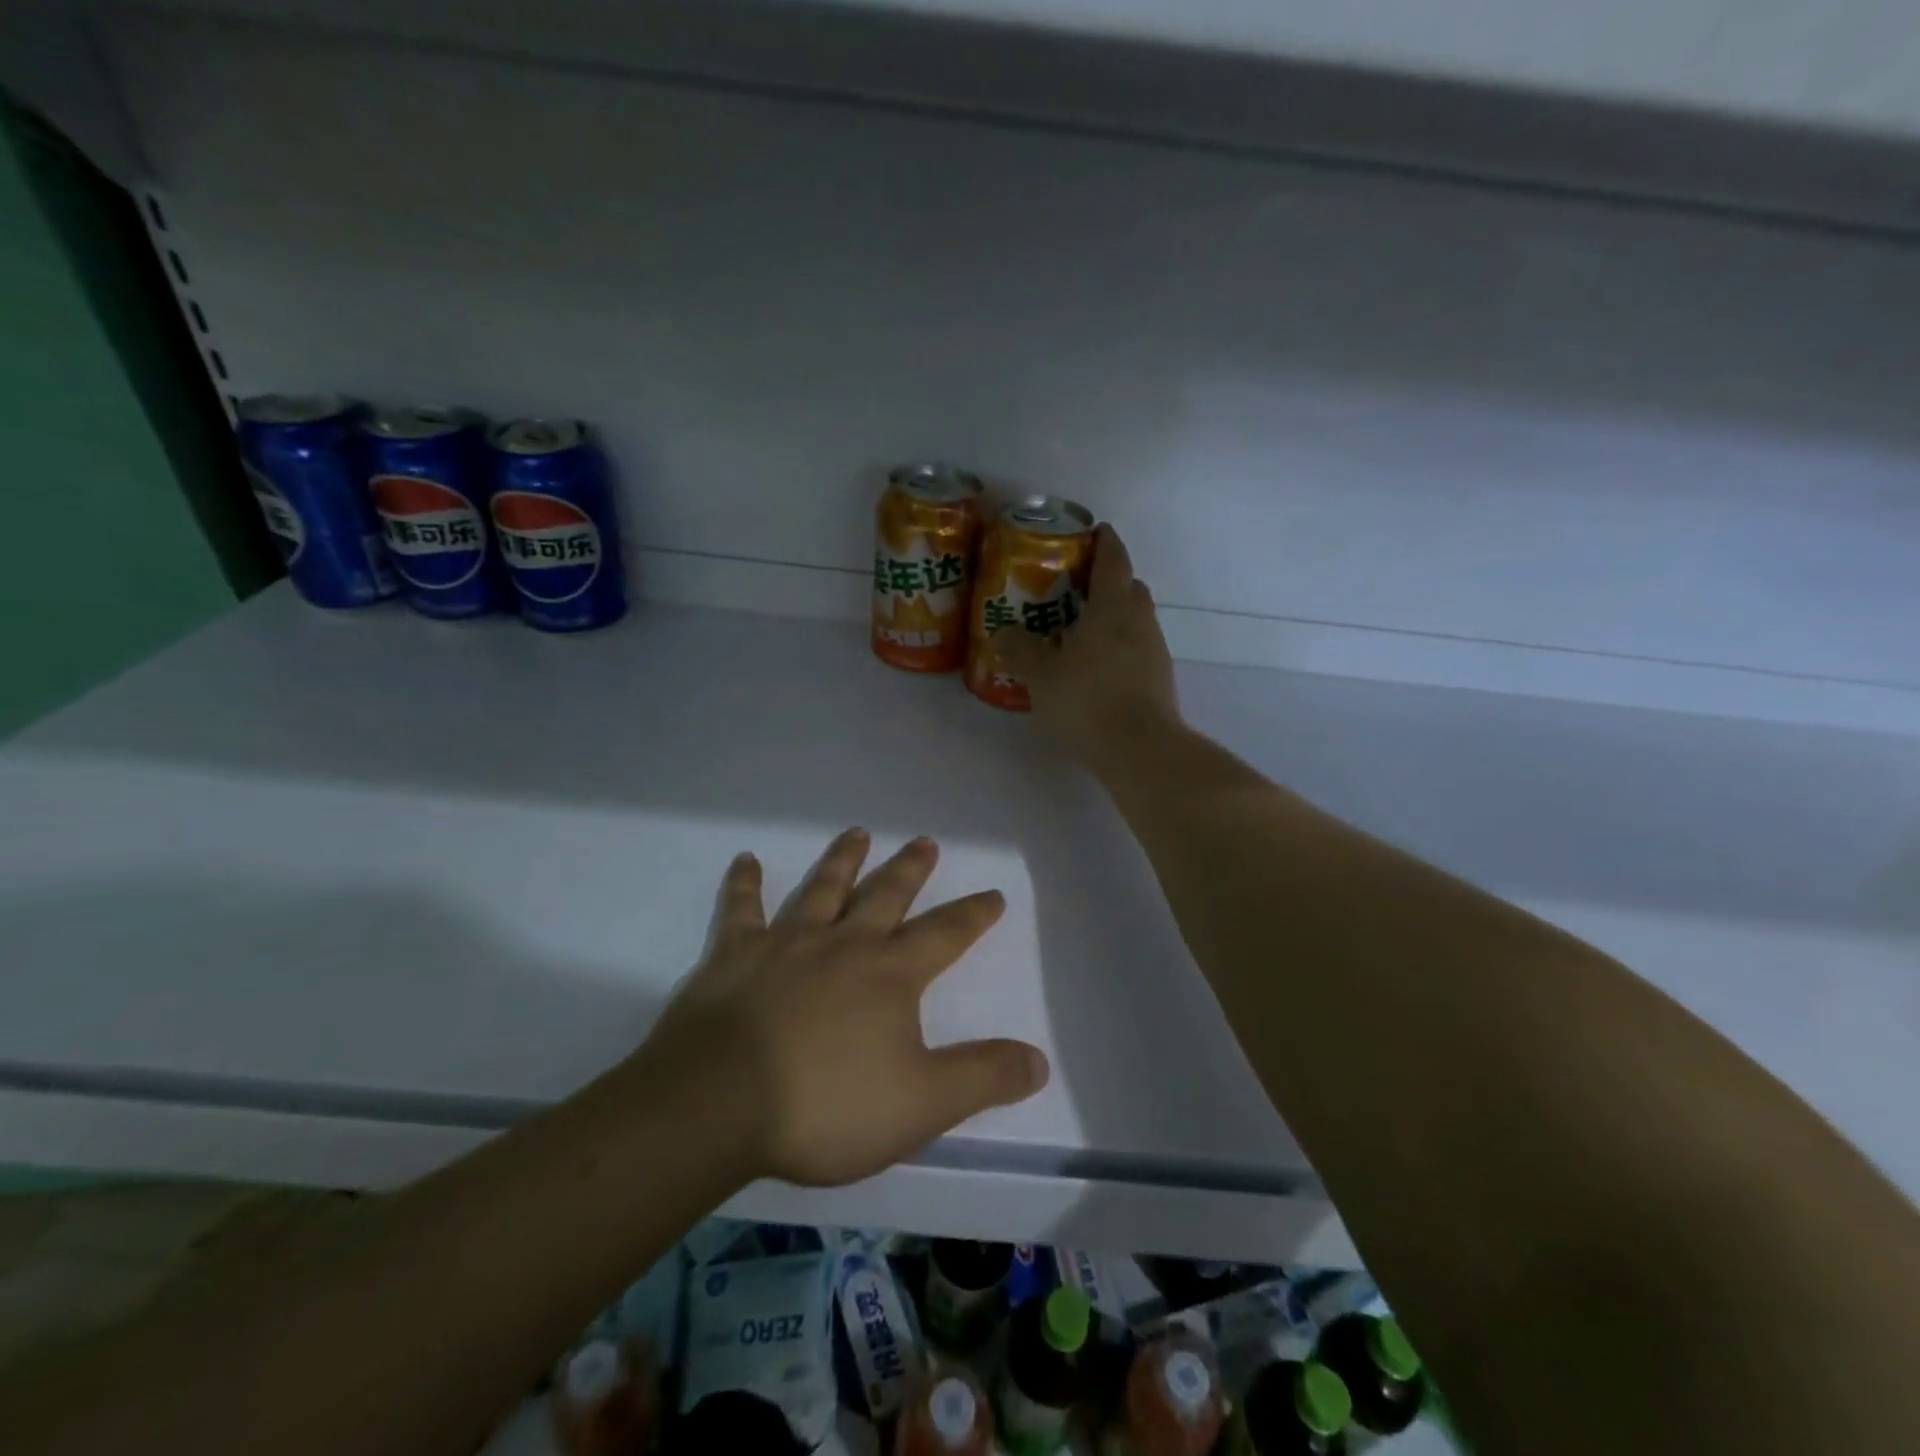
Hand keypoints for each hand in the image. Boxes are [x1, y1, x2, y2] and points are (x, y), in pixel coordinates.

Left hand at [639, 829, 1049, 1187]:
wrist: (718, 1104)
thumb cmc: (826, 1105)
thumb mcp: (922, 1104)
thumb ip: (983, 1077)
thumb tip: (1040, 1060)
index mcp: (889, 975)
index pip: (944, 935)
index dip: (972, 914)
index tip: (992, 893)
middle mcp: (842, 944)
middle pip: (885, 896)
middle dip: (909, 869)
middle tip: (925, 841)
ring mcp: (785, 943)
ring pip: (821, 889)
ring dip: (842, 860)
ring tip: (857, 833)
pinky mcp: (733, 955)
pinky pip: (741, 909)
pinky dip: (744, 883)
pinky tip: (746, 860)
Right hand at [996, 524, 1180, 759]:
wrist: (1140, 749)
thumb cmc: (1087, 699)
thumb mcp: (1041, 674)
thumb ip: (1020, 649)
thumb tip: (1002, 632)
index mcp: (1113, 607)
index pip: (1114, 560)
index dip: (1105, 542)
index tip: (1095, 530)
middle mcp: (1140, 622)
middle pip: (1130, 588)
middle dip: (1109, 581)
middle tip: (1077, 588)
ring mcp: (1155, 652)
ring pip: (1136, 621)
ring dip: (1114, 618)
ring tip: (1080, 632)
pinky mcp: (1159, 681)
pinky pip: (1137, 650)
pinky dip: (1119, 647)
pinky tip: (1096, 669)